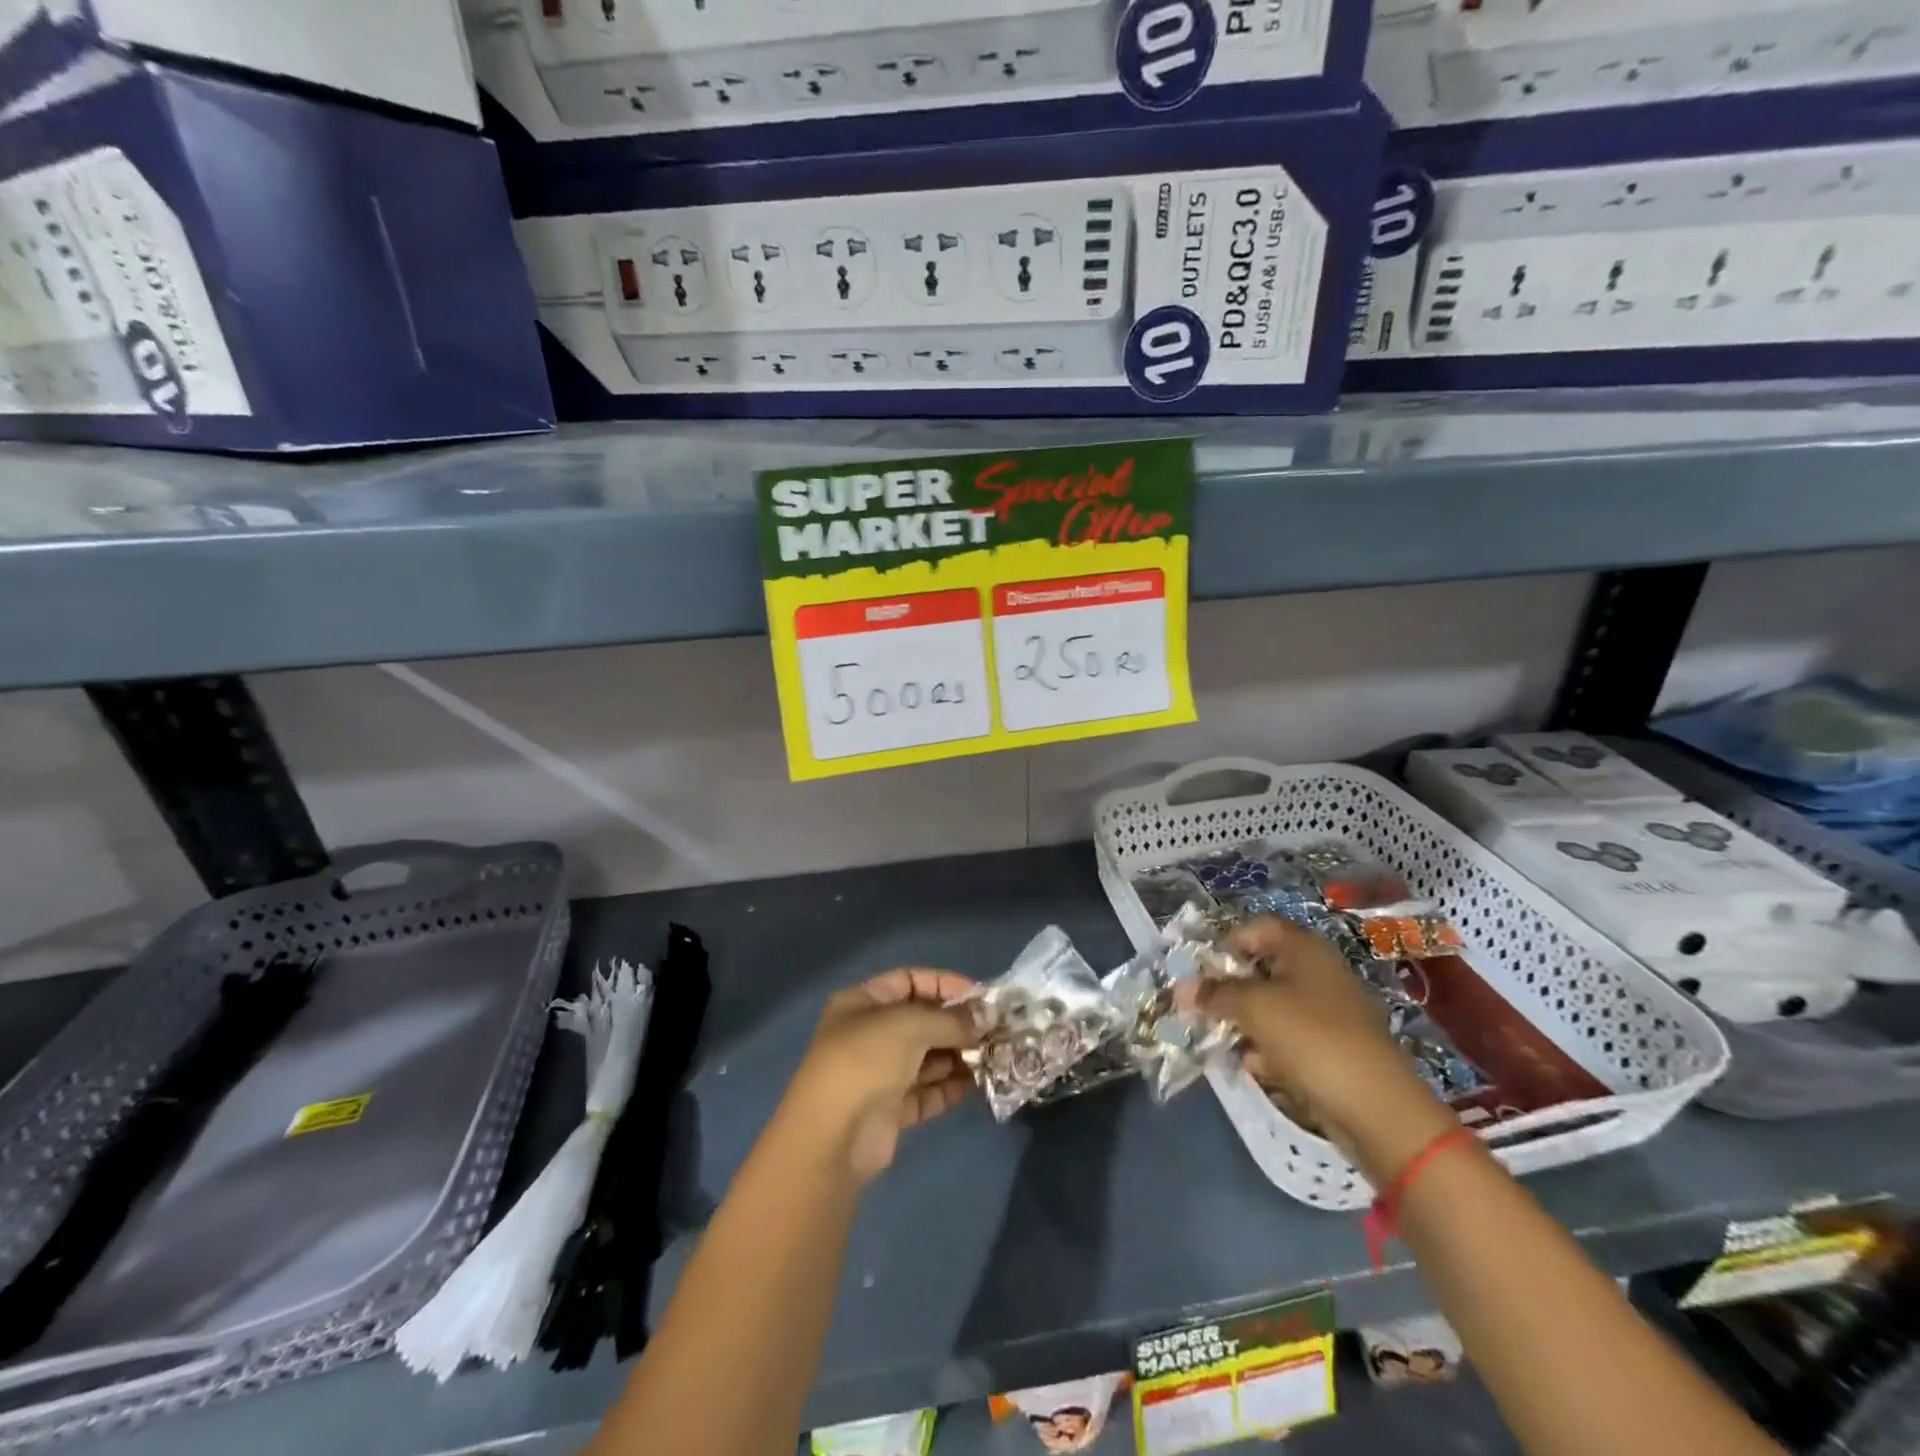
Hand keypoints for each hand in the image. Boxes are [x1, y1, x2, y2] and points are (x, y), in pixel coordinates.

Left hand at [786, 968, 978, 1182]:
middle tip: (995, 1031)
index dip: (945, 984)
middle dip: (957, 1024)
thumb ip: (951, 1019)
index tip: (981, 997)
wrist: (832, 1139)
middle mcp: (869, 1034)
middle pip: (921, 1020)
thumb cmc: (866, 1061)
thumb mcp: (910, 1025)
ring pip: (926, 1058)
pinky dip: (950, 1087)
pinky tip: (977, 1084)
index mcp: (862, 1003)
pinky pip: (926, 1091)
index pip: (909, 980)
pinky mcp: (889, 1110)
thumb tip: (985, 1018)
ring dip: (958, 1056)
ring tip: (994, 1056)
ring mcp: (878, 1073)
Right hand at [1195, 917, 1455, 1180]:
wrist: (1378, 1109)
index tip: (1204, 971)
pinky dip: (1269, 1047)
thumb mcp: (1254, 1008)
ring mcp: (1330, 1011)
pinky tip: (1255, 1065)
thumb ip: (1215, 994)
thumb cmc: (1311, 1039)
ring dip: (1246, 1020)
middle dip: (1231, 987)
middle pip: (1264, 967)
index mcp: (1305, 949)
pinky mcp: (1334, 1048)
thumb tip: (1180, 988)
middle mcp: (1319, 972)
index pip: (1258, 927)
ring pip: (1275, 1005)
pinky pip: (1291, 1037)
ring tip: (1223, 1040)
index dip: (1227, 944)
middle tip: (1205, 1007)